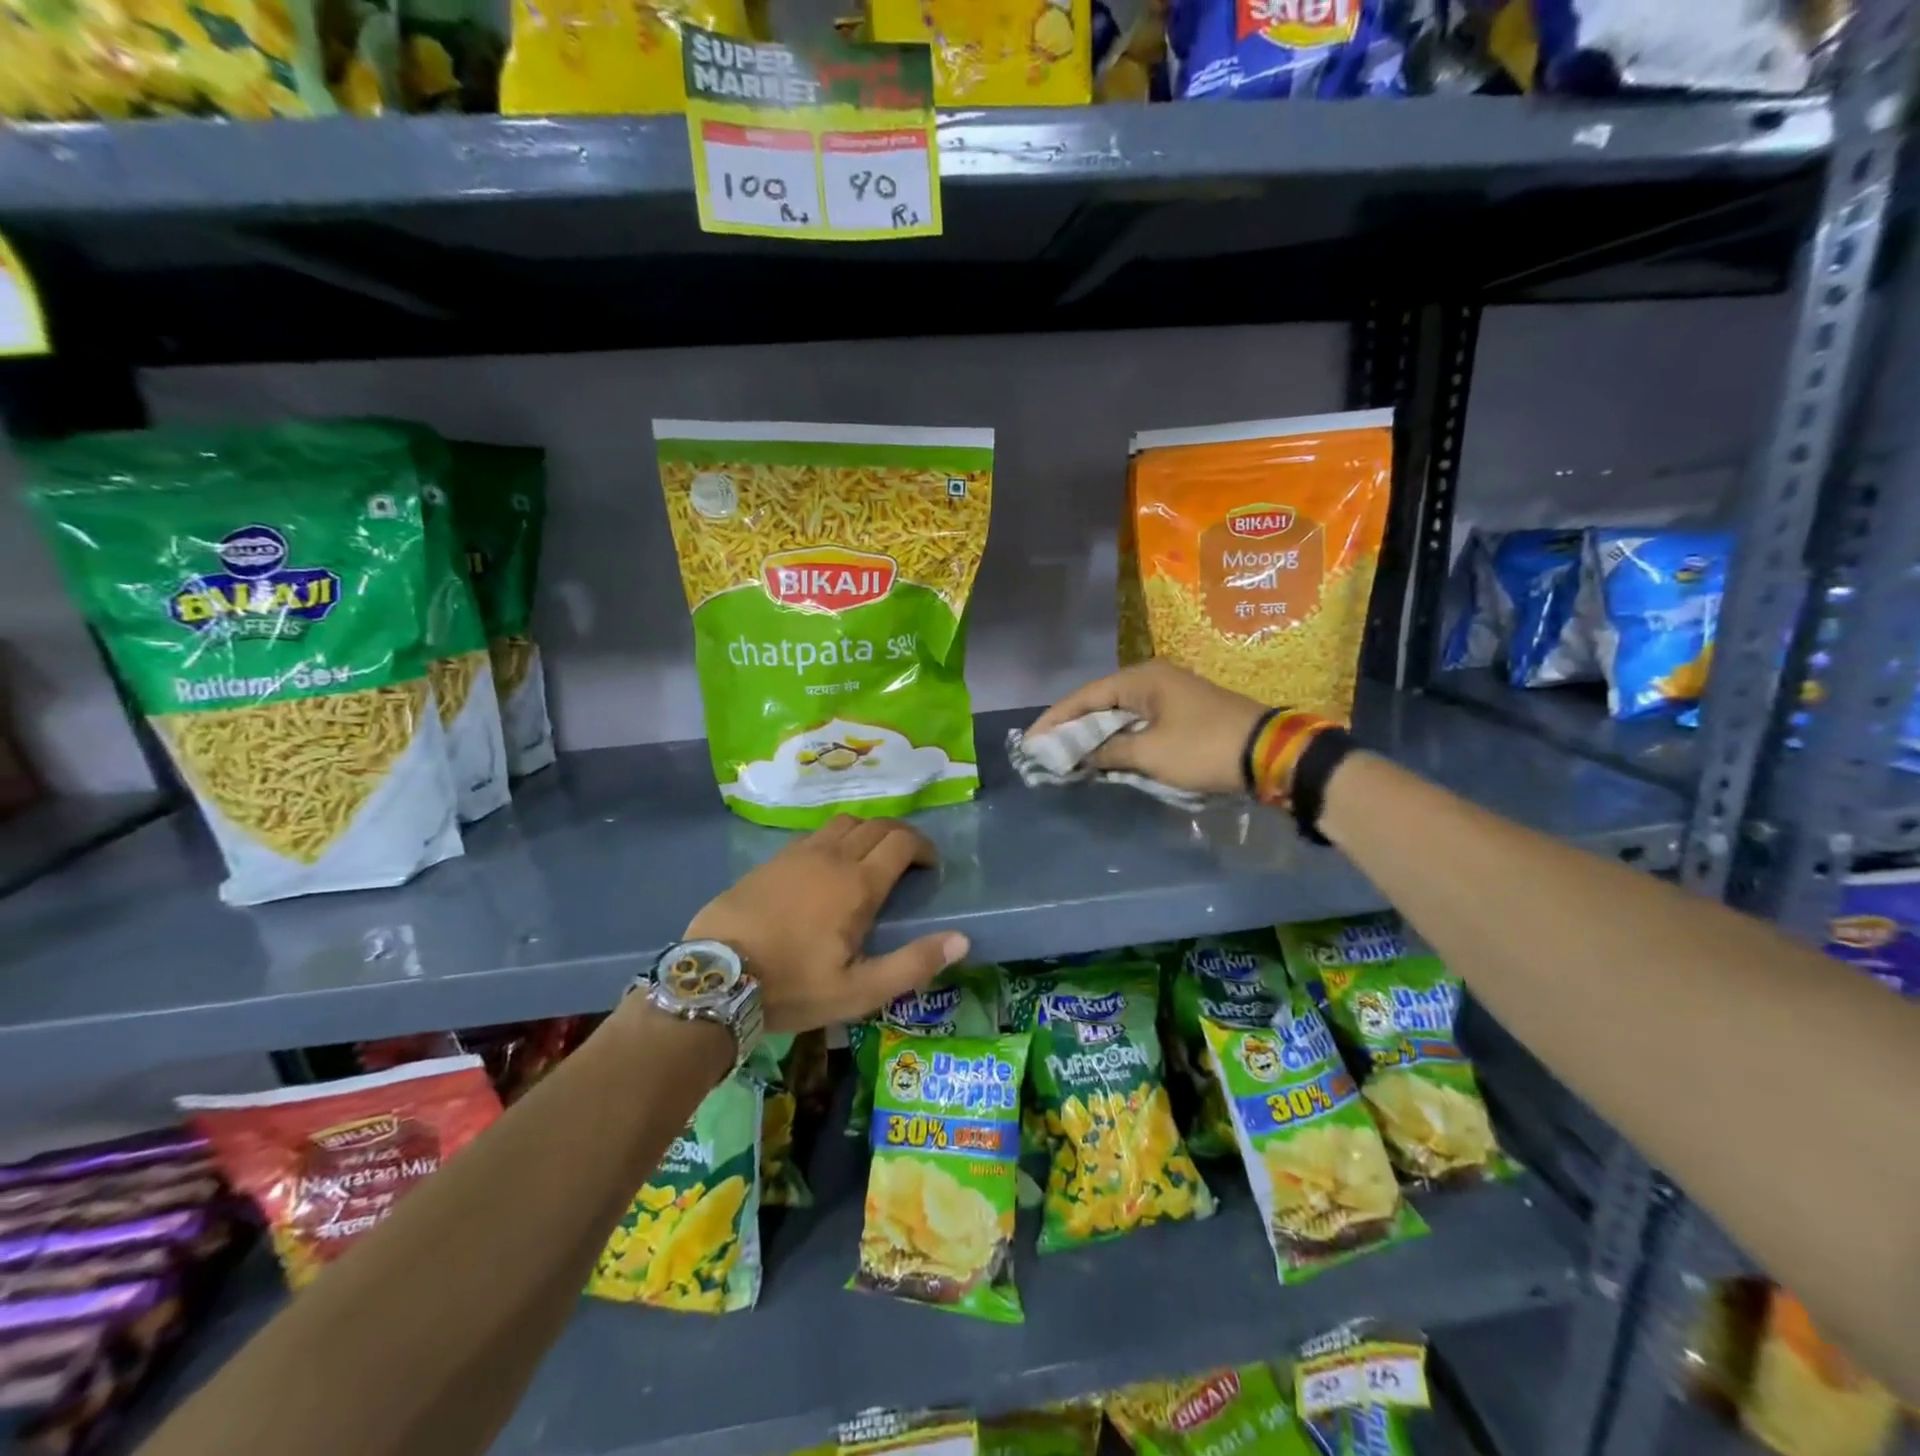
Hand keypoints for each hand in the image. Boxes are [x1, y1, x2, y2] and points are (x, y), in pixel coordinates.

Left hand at [684, 816, 968, 1033]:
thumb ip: (912, 964)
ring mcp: (798, 854)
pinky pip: (815, 834)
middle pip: (876, 825)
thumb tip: (961, 940)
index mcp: (857, 884)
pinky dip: (835, 839)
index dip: (923, 847)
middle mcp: (832, 856)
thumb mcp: (858, 991)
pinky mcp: (772, 860)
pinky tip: (828, 865)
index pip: (902, 842)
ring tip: (870, 857)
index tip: (930, 865)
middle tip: (909, 859)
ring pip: (844, 823)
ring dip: (867, 832)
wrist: (715, 977)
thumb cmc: (793, 986)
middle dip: (900, 835)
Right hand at [1027, 661, 1265, 796]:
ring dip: (1096, 735)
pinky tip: (1104, 755)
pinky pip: (1138, 723)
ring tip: (1067, 754)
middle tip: (1045, 749)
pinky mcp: (1182, 713)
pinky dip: (1119, 739)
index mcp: (1141, 679)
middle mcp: (1152, 679)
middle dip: (1072, 727)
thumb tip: (1082, 755)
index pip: (1085, 696)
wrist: (1270, 754)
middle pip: (1100, 702)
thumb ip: (1109, 752)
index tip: (1030, 741)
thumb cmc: (1203, 748)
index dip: (1055, 720)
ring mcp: (1169, 694)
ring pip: (1119, 714)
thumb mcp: (1150, 754)